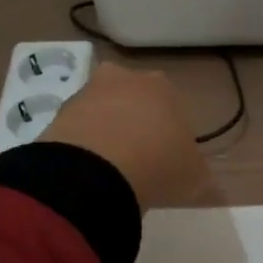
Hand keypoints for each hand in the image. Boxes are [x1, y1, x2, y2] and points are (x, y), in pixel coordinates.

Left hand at [40, 62, 207, 209]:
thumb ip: (200, 174)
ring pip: (102, 111)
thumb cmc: (159, 165)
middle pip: (133, 100)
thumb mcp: (196, 178)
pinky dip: (82, 147)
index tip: (169, 159)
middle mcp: (125, 79)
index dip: (171, 133)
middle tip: (139, 160)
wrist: (96, 171)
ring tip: (111, 171)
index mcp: (164, 87)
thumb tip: (205, 183)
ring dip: (106, 133)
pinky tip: (89, 172)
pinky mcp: (57, 113)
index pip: (172, 106)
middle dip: (135, 123)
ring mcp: (87, 93)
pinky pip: (77, 129)